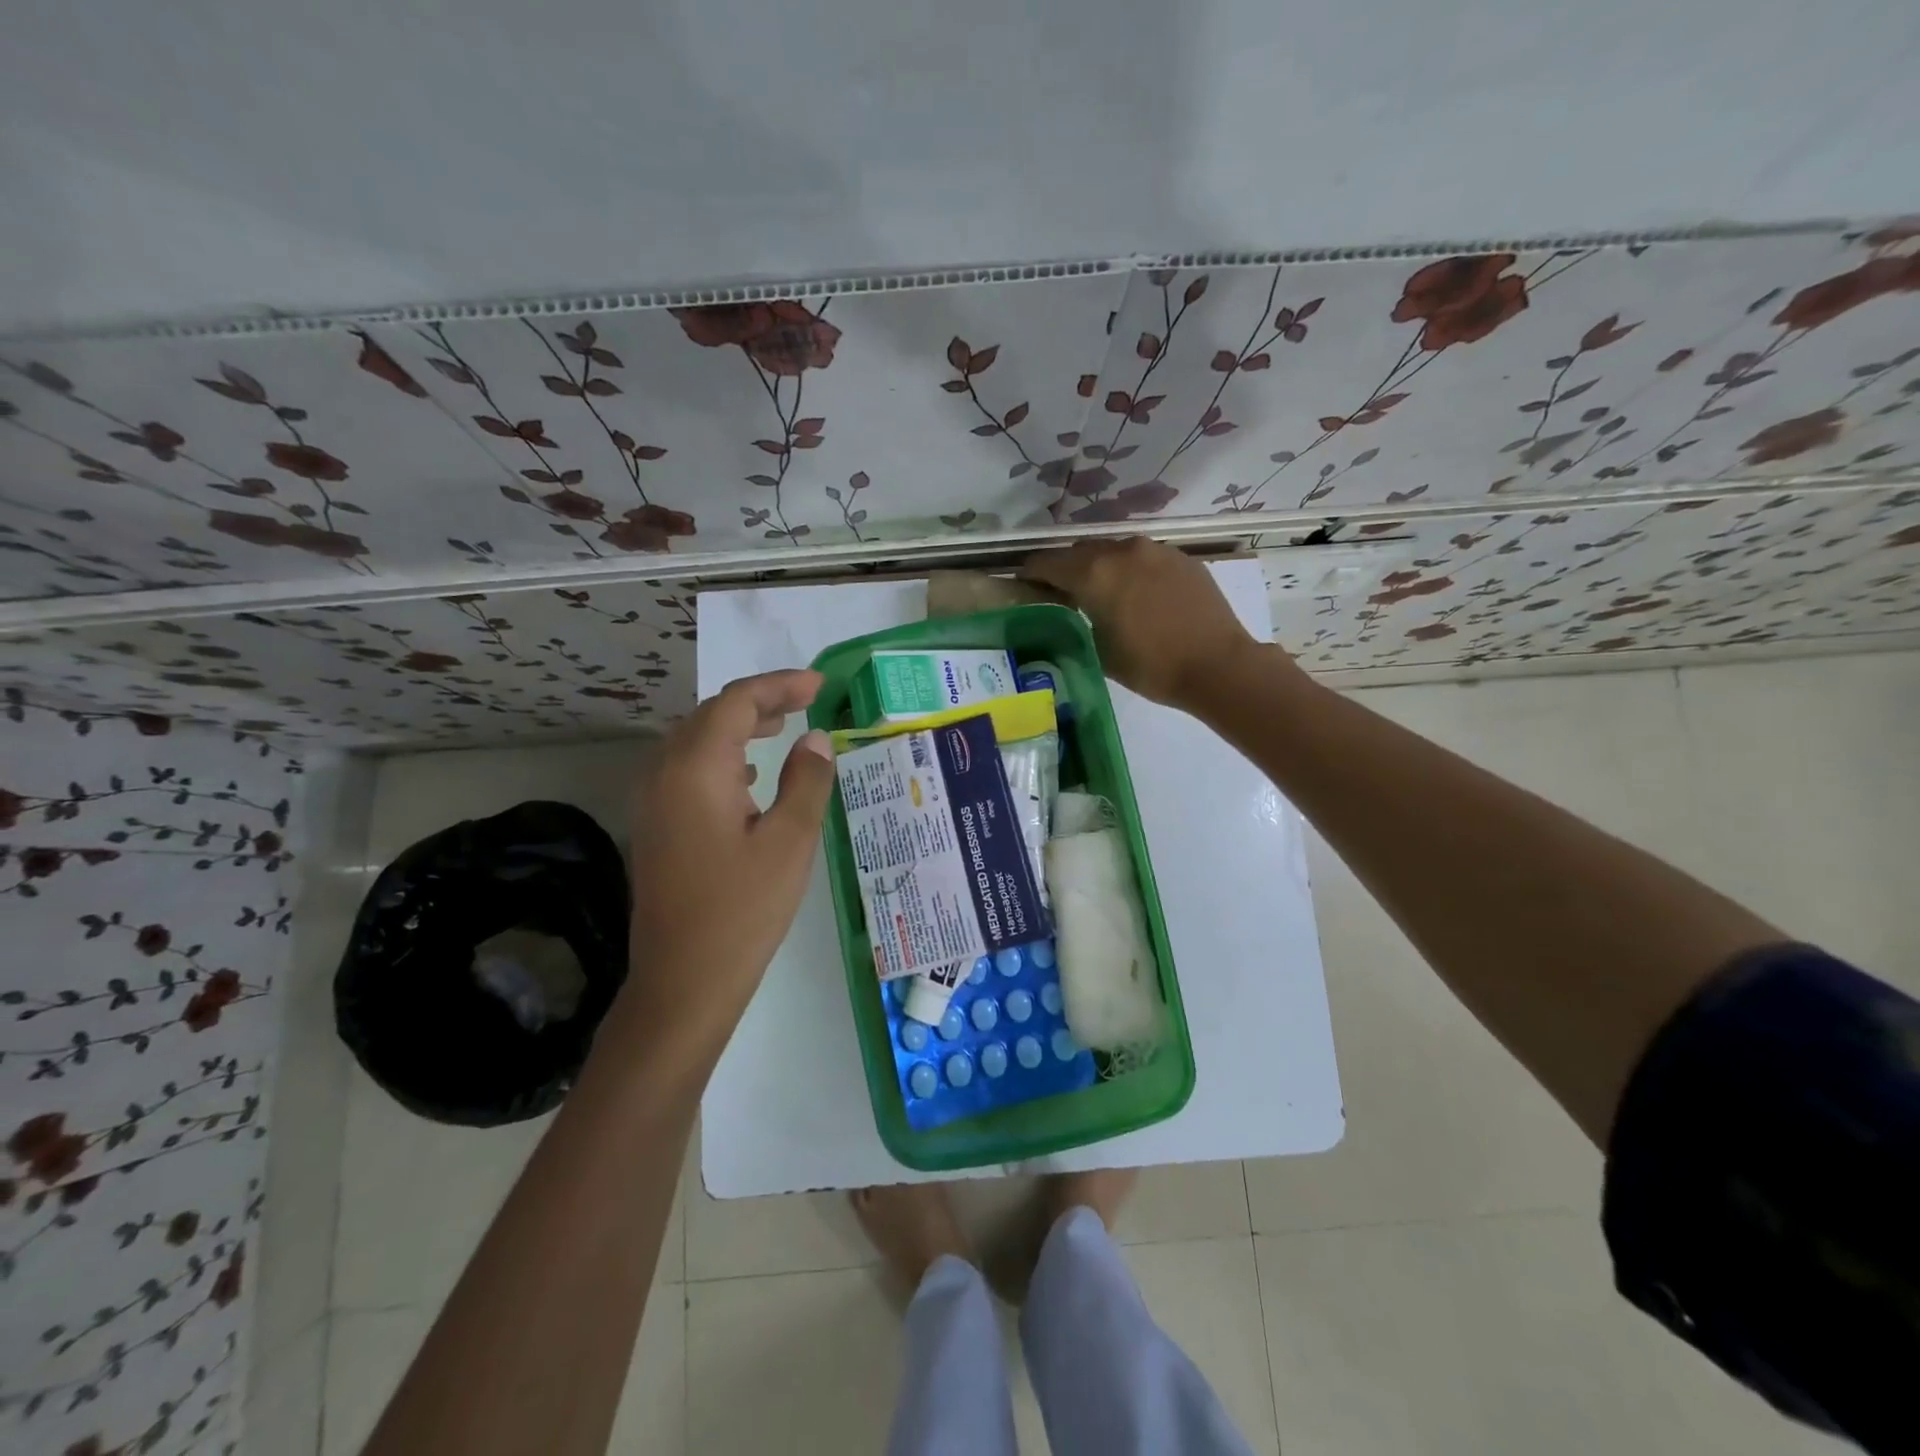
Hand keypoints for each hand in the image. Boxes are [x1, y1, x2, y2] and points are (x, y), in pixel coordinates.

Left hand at [616, 670, 835, 1061]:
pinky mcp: (656, 827)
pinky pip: (687, 771)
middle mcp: (664, 774)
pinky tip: (751, 778)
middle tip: (805, 701)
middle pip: (711, 716)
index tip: (819, 685)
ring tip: (781, 728)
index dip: (779, 686)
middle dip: (759, 702)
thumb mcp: (790, 842)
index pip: (736, 702)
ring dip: (738, 728)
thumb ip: (806, 781)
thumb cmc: (743, 910)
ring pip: (696, 742)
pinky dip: (723, 758)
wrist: (683, 982)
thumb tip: (815, 739)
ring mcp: (653, 802)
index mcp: (696, 769)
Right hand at [1022, 538, 1268, 710]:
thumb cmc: (1150, 665)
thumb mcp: (1099, 649)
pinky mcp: (1180, 558)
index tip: (1023, 584)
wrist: (1217, 664)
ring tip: (1101, 592)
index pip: (1048, 563)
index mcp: (1094, 573)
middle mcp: (1122, 551)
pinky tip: (1138, 595)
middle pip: (1080, 551)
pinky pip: (1143, 558)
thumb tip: (1070, 607)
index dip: (1031, 573)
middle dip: (1066, 568)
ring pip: (1114, 551)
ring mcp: (1155, 550)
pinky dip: (1131, 570)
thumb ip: (1077, 619)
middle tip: (1060, 592)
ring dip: (1100, 566)